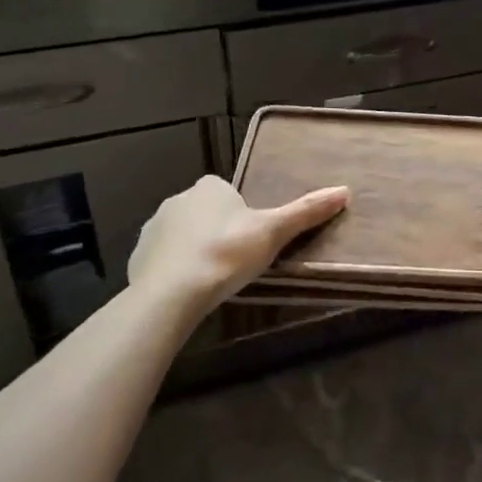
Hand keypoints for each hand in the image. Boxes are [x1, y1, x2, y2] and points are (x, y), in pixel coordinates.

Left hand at [125, 175, 348, 322]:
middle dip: (216, 231)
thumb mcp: (273, 232)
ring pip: (181, 235)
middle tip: (234, 261)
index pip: (227, 192)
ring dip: (193, 250)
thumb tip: (345, 191)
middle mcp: (178, 199)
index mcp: (210, 187)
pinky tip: (186, 291)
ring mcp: (153, 228)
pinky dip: (173, 270)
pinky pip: (161, 259)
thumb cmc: (227, 254)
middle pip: (204, 212)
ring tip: (211, 279)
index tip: (249, 239)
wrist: (172, 293)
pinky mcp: (137, 257)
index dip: (239, 214)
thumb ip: (305, 212)